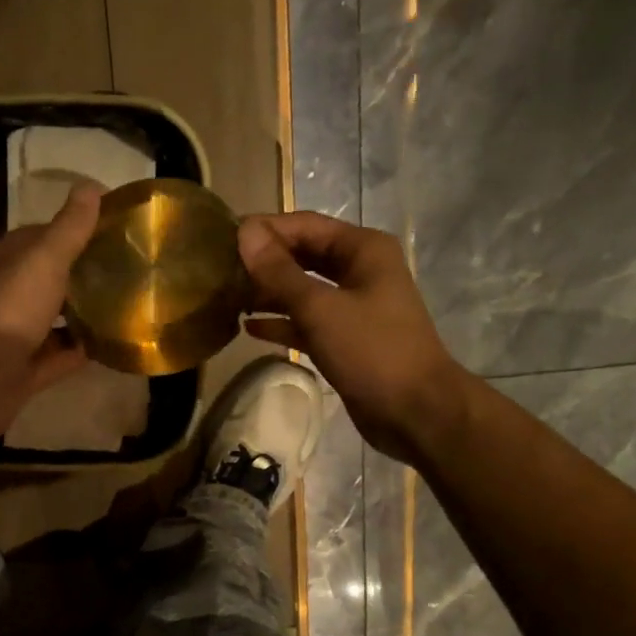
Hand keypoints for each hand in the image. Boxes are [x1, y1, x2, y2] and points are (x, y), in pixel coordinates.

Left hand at [0, 183, 98, 446]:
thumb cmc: (8, 306)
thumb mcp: (44, 257)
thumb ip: (70, 228)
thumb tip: (92, 186)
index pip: (35, 240)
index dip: (69, 233)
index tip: (106, 233)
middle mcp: (0, 298)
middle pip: (44, 282)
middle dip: (77, 277)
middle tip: (121, 272)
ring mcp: (10, 339)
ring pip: (50, 323)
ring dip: (80, 316)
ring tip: (121, 307)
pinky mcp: (22, 374)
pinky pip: (57, 358)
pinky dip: (79, 352)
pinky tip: (109, 345)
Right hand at [239, 212, 464, 463]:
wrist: (414, 410)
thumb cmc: (372, 351)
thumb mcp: (320, 309)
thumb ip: (279, 273)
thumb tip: (245, 233)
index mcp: (362, 250)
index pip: (305, 226)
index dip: (265, 230)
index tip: (223, 239)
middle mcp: (359, 271)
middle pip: (303, 256)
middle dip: (264, 262)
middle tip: (220, 270)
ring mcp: (353, 307)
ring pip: (303, 291)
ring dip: (269, 294)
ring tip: (227, 298)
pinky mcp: (345, 340)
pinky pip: (307, 322)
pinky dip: (282, 323)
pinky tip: (250, 327)